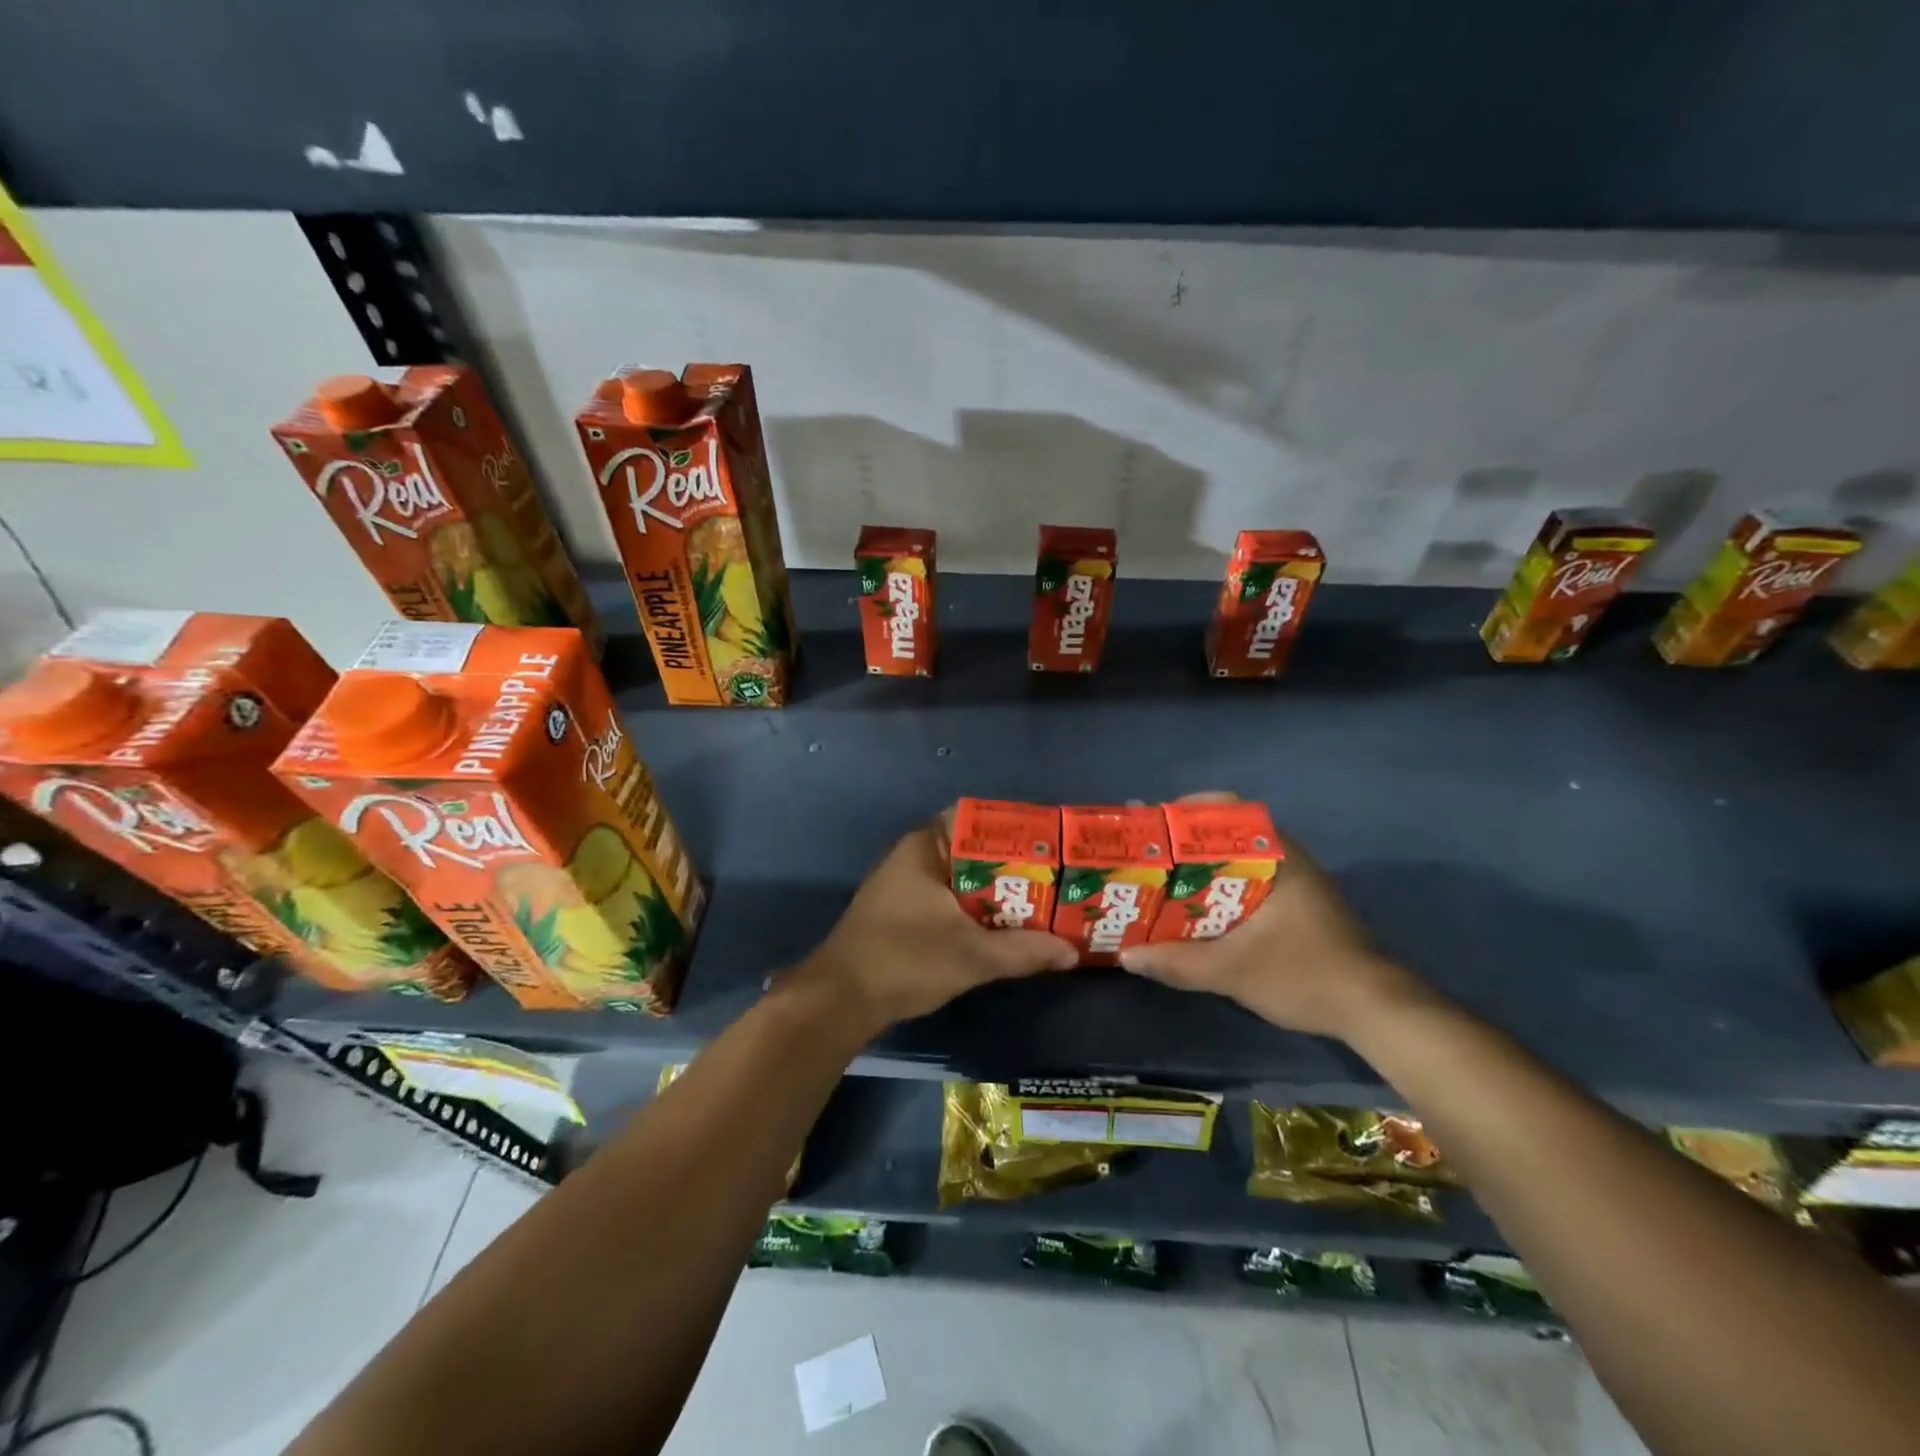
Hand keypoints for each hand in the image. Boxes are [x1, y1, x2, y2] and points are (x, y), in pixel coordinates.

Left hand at [797, 813, 1077, 1029]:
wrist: (840, 1000)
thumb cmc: (905, 960)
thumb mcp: (972, 956)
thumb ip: (1024, 951)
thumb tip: (1071, 952)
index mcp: (926, 846)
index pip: (978, 819)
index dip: (1017, 830)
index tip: (1051, 845)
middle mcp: (916, 855)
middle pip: (975, 849)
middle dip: (1015, 865)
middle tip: (1058, 877)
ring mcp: (907, 884)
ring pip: (964, 877)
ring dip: (998, 891)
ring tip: (1043, 901)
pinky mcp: (905, 910)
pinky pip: (951, 898)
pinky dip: (978, 908)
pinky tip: (1006, 926)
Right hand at [1118, 800, 1423, 1040]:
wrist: (1375, 1011)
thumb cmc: (1305, 975)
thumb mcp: (1233, 972)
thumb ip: (1178, 962)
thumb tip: (1127, 956)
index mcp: (1277, 856)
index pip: (1228, 810)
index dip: (1186, 811)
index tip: (1153, 825)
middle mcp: (1287, 858)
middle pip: (1227, 833)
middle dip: (1185, 842)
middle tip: (1148, 854)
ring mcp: (1296, 882)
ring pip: (1237, 860)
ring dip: (1201, 867)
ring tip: (1162, 880)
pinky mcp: (1298, 906)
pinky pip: (1249, 882)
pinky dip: (1220, 888)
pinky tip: (1196, 909)